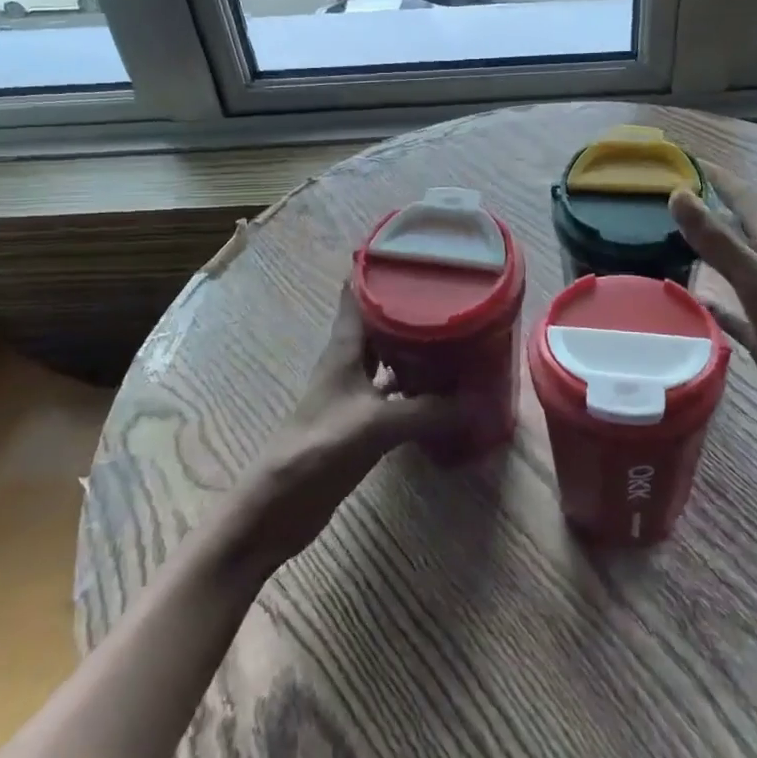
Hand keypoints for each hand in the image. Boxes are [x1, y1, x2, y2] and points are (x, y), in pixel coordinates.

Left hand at [227, 284, 456, 573]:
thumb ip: (428, 412)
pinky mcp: (361, 420)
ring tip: (456, 334)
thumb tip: (477, 402)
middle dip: (411, 306)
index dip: (380, 268)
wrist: (278, 505)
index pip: (358, 293)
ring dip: (416, 346)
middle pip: (380, 322)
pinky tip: (444, 390)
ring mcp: (354, 391)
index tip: (414, 252)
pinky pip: (395, 392)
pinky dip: (417, 386)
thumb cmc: (319, 449)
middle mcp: (349, 361)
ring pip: (389, 356)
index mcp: (345, 348)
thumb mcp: (377, 426)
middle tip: (452, 293)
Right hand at [671, 173, 756, 465]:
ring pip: (733, 266)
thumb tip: (678, 194)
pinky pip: (731, 310)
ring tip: (668, 241)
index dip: (718, 177)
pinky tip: (690, 301)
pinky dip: (710, 301)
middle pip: (738, 228)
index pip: (746, 198)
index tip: (685, 159)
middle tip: (667, 197)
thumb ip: (720, 241)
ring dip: (707, 251)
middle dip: (708, 209)